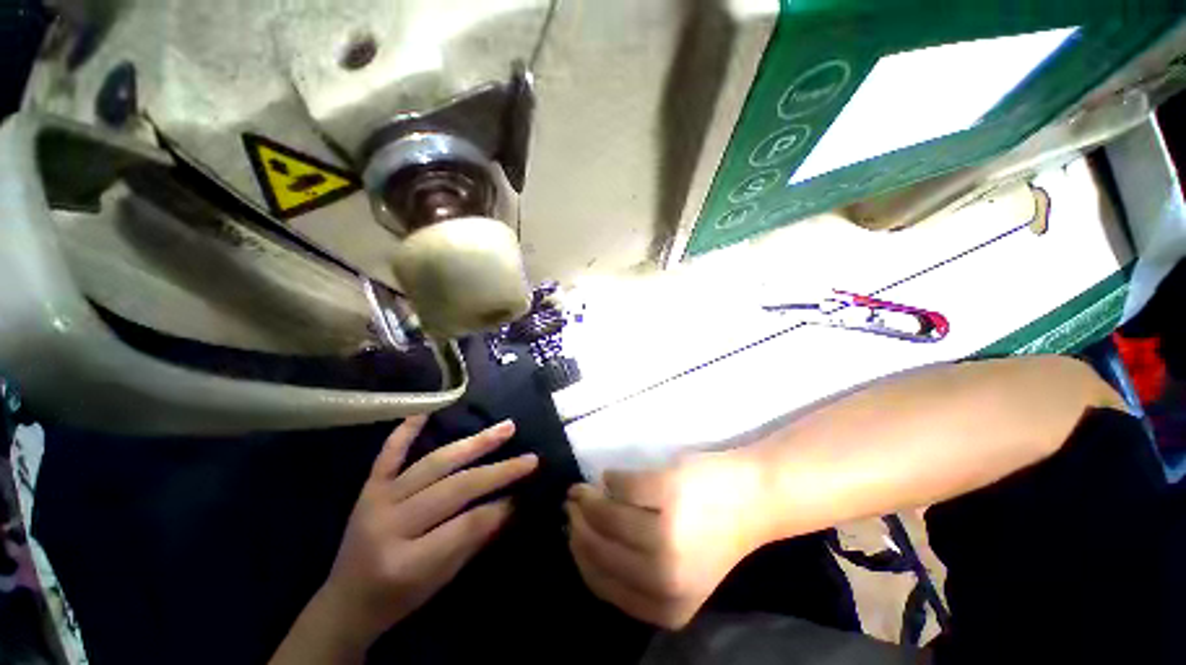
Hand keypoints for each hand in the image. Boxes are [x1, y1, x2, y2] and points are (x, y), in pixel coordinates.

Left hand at [274, 417, 537, 662]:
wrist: (345, 602)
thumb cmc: (399, 598)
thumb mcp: (441, 580)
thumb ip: (475, 539)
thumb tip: (513, 502)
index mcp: (407, 562)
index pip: (466, 525)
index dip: (500, 507)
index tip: (526, 491)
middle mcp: (391, 526)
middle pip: (454, 489)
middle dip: (498, 471)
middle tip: (530, 458)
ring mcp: (377, 501)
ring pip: (433, 464)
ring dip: (474, 444)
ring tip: (505, 428)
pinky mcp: (368, 488)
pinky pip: (388, 454)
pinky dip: (407, 431)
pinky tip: (427, 411)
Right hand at [566, 450, 769, 628]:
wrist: (753, 497)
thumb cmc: (714, 532)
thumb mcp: (677, 571)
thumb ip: (636, 569)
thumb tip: (586, 539)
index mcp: (668, 605)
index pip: (603, 584)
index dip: (580, 556)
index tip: (571, 535)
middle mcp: (665, 576)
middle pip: (601, 549)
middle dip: (578, 525)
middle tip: (571, 505)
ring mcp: (667, 532)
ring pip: (607, 516)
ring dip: (588, 500)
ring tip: (582, 489)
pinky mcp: (668, 491)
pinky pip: (621, 485)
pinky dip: (611, 479)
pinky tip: (611, 478)